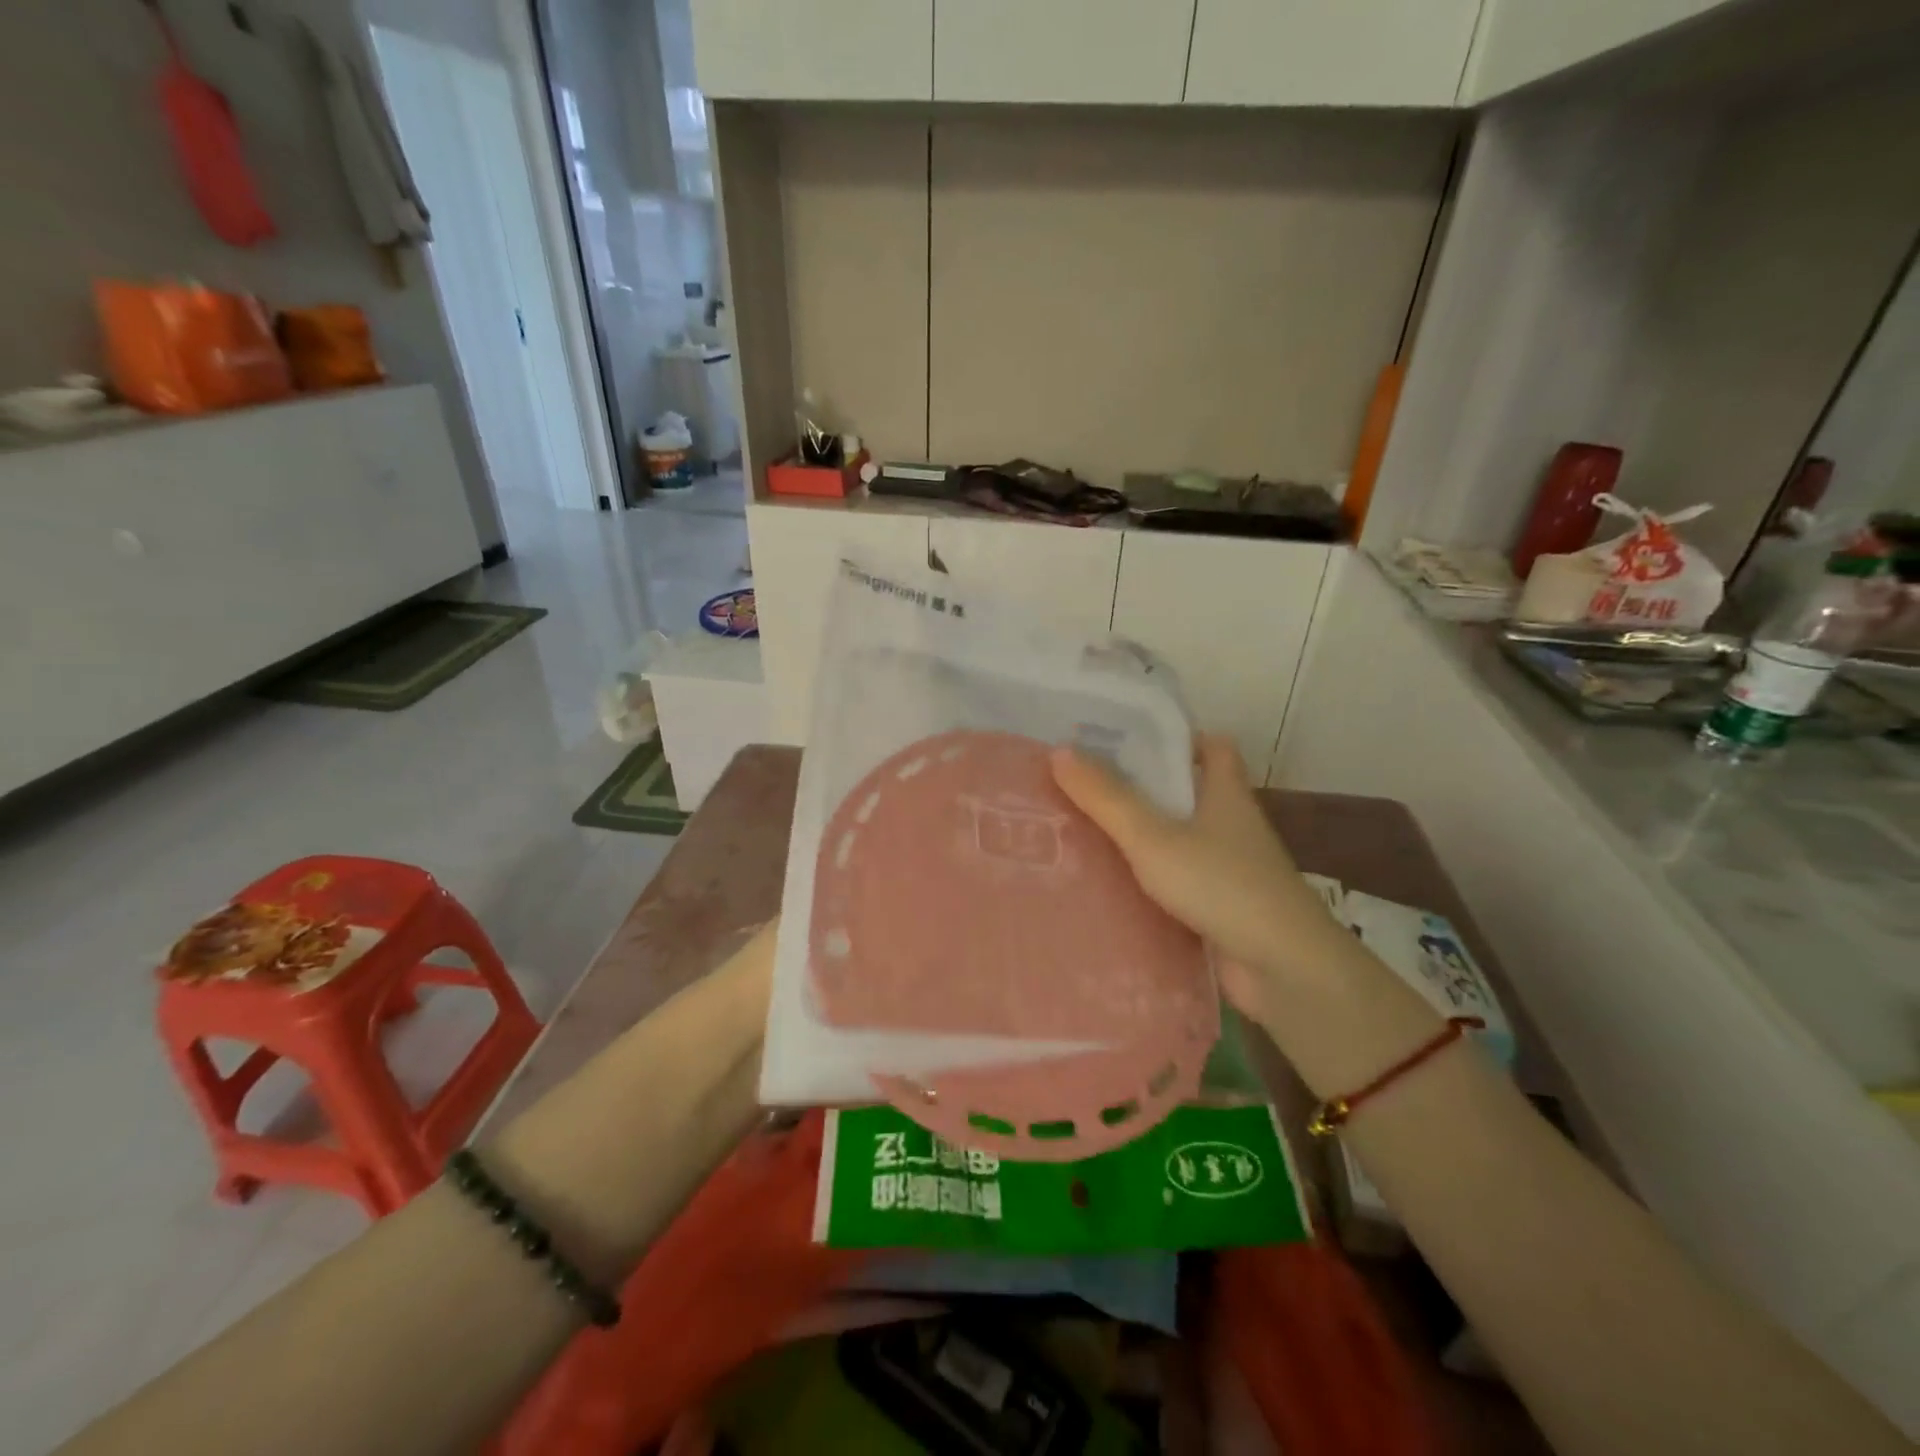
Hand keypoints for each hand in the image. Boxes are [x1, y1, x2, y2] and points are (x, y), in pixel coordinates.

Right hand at [1050, 736, 1342, 1018]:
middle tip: (1092, 784)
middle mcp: (1233, 825)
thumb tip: (1059, 752)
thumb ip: (1107, 798)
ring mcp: (1232, 868)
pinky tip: (1115, 883)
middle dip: (1147, 786)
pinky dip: (1154, 878)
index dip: (1178, 738)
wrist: (1283, 967)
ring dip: (1147, 834)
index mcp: (1227, 793)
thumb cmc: (1221, 884)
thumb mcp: (1154, 837)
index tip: (1130, 741)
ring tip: (1089, 829)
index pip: (1213, 746)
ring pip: (1184, 838)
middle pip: (1191, 792)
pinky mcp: (1224, 906)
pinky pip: (1182, 880)